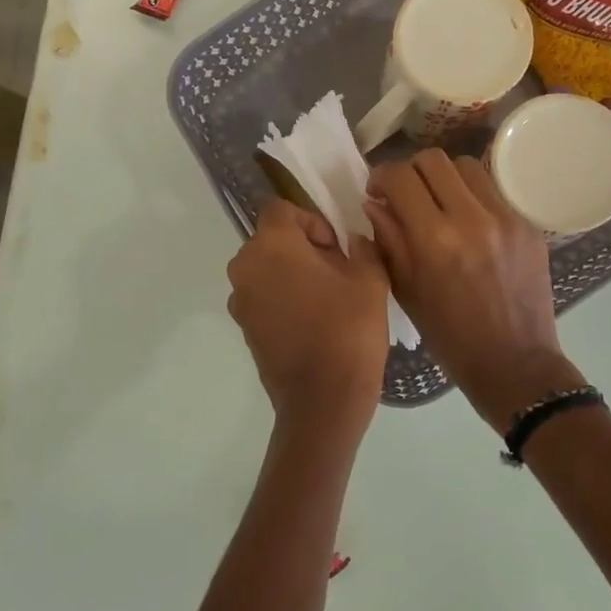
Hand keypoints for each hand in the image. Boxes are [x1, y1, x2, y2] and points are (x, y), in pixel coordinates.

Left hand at [227, 199, 389, 427]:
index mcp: (271, 246)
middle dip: (304, 248)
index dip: (312, 221)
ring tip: (328, 300)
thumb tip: (354, 242)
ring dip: (293, 274)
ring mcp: (240, 301)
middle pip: (272, 240)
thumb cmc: (347, 331)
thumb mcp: (370, 280)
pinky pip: (263, 298)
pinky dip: (284, 299)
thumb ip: (363, 248)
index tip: (337, 248)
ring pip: (267, 270)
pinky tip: (314, 322)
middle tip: (339, 273)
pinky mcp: (244, 328)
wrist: (322, 401)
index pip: (282, 209)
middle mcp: (245, 268)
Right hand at [365, 150, 583, 426]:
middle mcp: (472, 218)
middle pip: (434, 159)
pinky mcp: (529, 224)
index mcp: (434, 239)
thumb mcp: (406, 291)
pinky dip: (473, 196)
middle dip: (411, 171)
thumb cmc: (450, 336)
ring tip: (439, 203)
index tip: (377, 191)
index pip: (401, 177)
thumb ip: (388, 240)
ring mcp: (506, 218)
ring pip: (467, 166)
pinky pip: (494, 190)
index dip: (381, 176)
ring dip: (445, 178)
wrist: (515, 362)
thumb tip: (375, 202)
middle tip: (406, 194)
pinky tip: (469, 222)